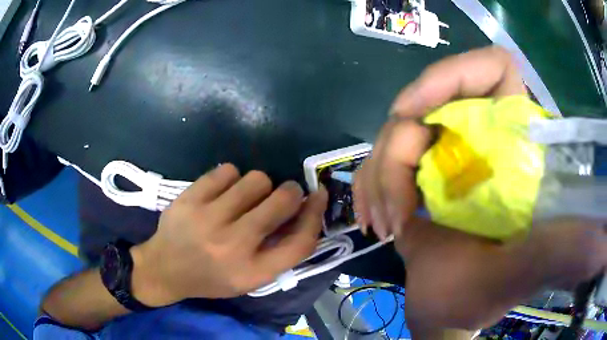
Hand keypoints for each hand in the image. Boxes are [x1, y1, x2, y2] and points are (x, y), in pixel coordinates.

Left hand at [130, 164, 327, 305]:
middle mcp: (233, 246)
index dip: (316, 214)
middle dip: (290, 192)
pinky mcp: (189, 199)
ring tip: (245, 197)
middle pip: (282, 201)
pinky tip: (222, 192)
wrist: (164, 269)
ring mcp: (208, 219)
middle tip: (282, 194)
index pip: (300, 241)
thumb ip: (279, 251)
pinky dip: (231, 177)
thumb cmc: (211, 277)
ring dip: (259, 185)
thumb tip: (303, 211)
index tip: (318, 195)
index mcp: (252, 272)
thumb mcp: (249, 279)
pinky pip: (227, 170)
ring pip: (256, 179)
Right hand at [353, 46, 606, 332]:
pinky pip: (380, 157)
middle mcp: (482, 138)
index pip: (493, 68)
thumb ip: (564, 251)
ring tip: (383, 225)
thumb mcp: (524, 273)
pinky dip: (370, 186)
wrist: (445, 308)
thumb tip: (604, 240)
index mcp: (517, 147)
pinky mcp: (418, 173)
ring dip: (379, 177)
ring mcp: (446, 153)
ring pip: (396, 131)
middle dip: (399, 149)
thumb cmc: (481, 295)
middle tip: (396, 206)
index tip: (416, 111)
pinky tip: (372, 220)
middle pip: (428, 102)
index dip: (452, 74)